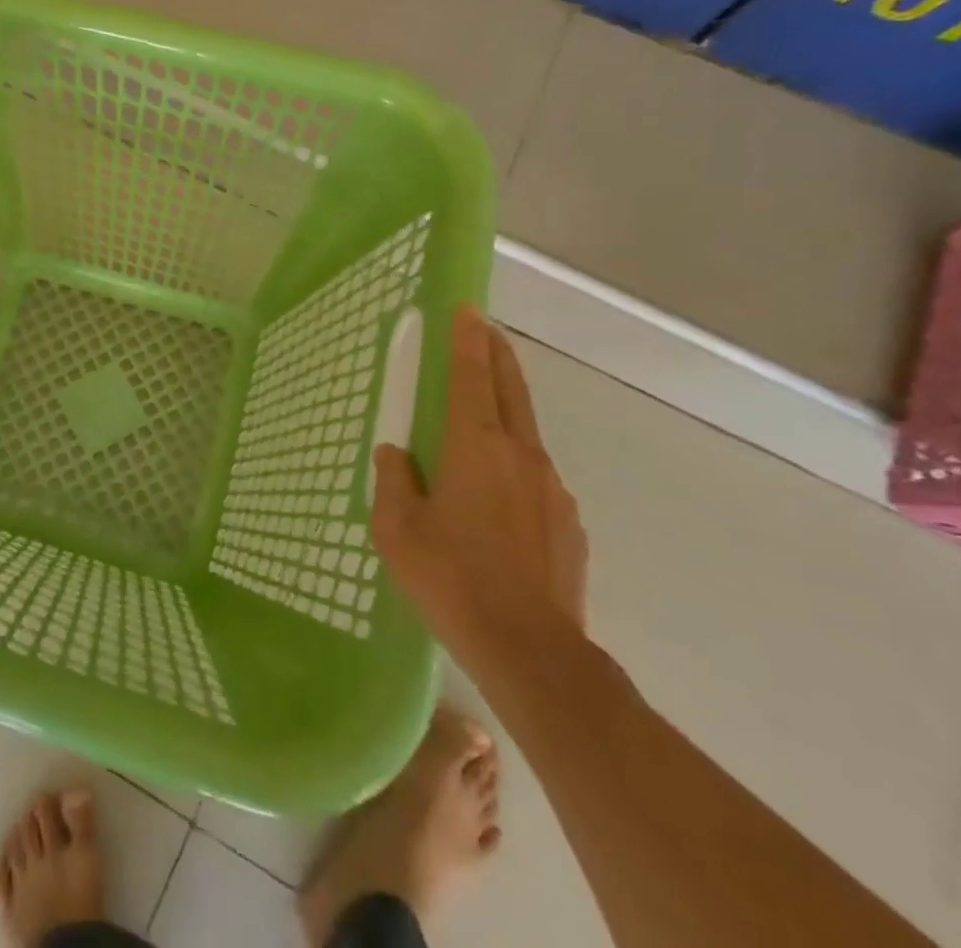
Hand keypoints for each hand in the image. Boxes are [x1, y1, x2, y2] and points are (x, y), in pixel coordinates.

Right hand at [372, 306, 587, 661]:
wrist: (532, 651)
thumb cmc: (451, 580)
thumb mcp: (397, 529)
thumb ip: (393, 480)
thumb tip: (397, 454)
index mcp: (475, 447)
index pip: (471, 376)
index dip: (468, 339)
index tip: (468, 309)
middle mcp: (520, 455)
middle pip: (510, 389)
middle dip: (497, 354)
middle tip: (484, 331)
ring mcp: (552, 488)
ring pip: (525, 433)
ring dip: (504, 410)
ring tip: (478, 422)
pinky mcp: (567, 522)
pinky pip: (534, 476)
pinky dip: (514, 465)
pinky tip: (496, 499)